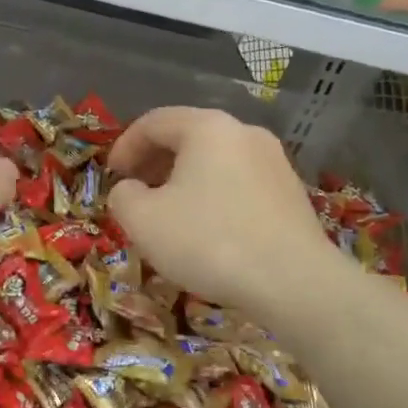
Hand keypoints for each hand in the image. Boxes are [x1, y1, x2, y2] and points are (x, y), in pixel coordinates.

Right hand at [107, 107, 358, 325]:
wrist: (296, 284)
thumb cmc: (209, 242)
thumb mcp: (143, 220)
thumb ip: (123, 195)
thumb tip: (130, 190)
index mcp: (206, 128)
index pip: (153, 122)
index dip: (124, 146)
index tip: (111, 176)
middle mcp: (243, 132)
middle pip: (186, 136)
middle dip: (154, 162)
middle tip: (135, 191)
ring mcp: (273, 161)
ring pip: (214, 160)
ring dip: (183, 180)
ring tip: (168, 213)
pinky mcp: (291, 192)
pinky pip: (239, 181)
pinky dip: (213, 194)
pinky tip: (207, 229)